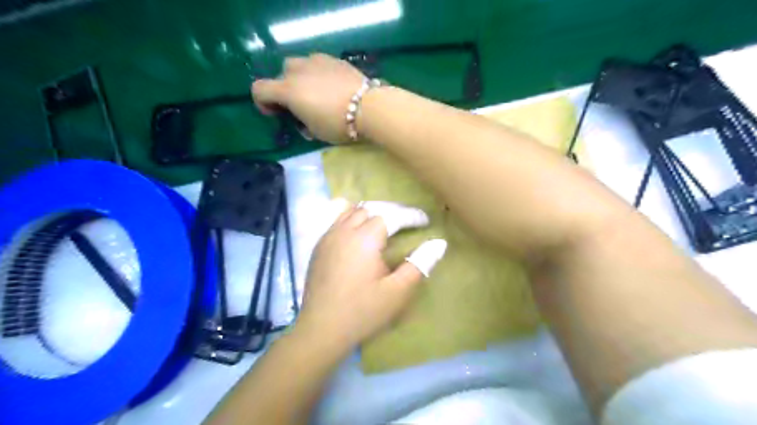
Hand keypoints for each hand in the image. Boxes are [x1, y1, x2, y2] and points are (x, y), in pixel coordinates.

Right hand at [251, 52, 366, 142]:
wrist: (369, 107)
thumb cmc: (338, 124)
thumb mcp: (315, 132)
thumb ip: (302, 123)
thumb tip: (303, 120)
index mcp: (288, 90)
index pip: (259, 89)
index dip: (262, 103)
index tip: (276, 114)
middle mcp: (298, 70)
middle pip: (281, 74)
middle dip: (285, 89)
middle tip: (300, 106)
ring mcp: (317, 61)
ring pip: (299, 64)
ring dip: (301, 79)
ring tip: (317, 94)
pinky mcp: (335, 59)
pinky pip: (318, 64)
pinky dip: (318, 74)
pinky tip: (332, 87)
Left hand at [295, 200, 444, 350]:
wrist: (321, 329)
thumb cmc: (363, 312)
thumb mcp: (398, 292)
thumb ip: (419, 264)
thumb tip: (440, 243)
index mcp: (365, 239)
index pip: (392, 215)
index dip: (410, 215)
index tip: (425, 221)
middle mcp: (345, 231)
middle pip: (371, 208)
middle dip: (392, 210)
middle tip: (408, 221)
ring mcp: (328, 237)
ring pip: (352, 211)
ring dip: (371, 212)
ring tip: (386, 222)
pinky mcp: (319, 246)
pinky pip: (337, 221)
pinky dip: (353, 218)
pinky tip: (359, 231)